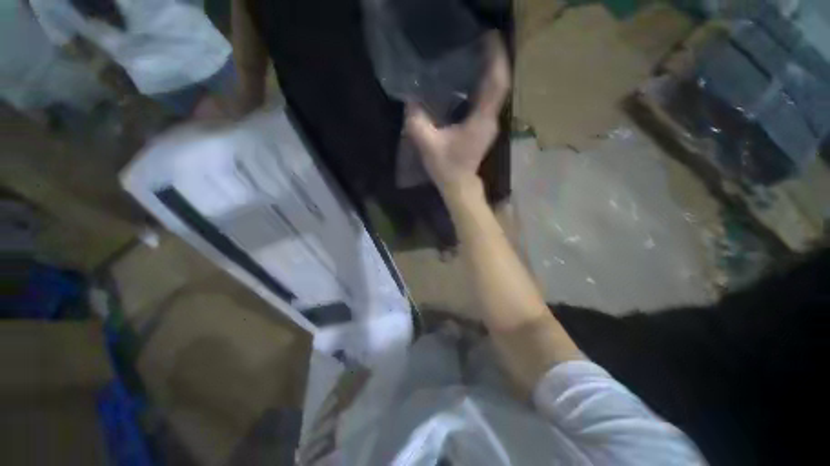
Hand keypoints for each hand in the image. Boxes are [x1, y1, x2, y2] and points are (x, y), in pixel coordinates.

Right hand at [405, 32, 509, 196]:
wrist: (459, 186)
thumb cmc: (446, 168)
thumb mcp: (428, 145)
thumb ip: (417, 122)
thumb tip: (410, 101)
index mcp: (480, 121)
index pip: (496, 84)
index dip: (495, 59)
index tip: (489, 38)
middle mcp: (490, 120)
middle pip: (498, 85)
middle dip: (492, 61)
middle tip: (479, 43)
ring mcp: (489, 125)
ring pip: (494, 93)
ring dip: (488, 74)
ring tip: (476, 56)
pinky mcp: (485, 130)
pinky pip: (488, 102)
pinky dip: (484, 88)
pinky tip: (472, 82)